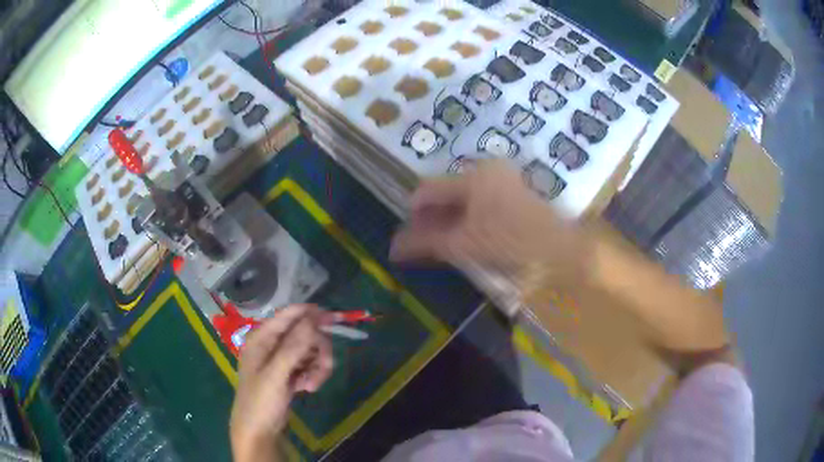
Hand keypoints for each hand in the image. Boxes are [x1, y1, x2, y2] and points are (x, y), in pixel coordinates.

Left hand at [230, 305, 333, 461]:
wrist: (258, 430)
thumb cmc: (260, 401)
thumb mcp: (276, 374)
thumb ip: (293, 346)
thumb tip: (314, 319)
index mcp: (262, 337)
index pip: (289, 315)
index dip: (312, 314)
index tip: (335, 320)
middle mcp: (271, 343)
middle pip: (305, 333)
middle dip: (318, 350)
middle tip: (326, 367)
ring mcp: (281, 358)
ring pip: (310, 350)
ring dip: (317, 366)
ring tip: (312, 385)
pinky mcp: (289, 372)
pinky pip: (309, 364)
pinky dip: (313, 375)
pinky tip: (308, 388)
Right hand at [391, 159, 588, 285]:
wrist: (562, 248)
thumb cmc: (511, 242)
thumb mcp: (463, 245)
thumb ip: (426, 243)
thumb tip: (394, 247)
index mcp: (473, 176)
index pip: (428, 189)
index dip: (414, 212)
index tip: (409, 235)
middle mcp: (488, 170)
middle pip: (447, 192)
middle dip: (434, 217)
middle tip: (427, 243)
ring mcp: (505, 179)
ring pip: (465, 198)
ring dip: (451, 219)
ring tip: (448, 243)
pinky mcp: (516, 192)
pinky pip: (482, 202)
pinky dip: (470, 218)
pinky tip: (471, 238)